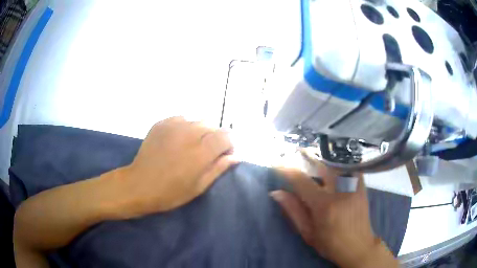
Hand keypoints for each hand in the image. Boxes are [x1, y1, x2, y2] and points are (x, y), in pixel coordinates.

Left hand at [119, 116, 235, 215]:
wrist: (140, 185)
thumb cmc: (171, 192)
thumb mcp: (199, 186)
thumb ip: (219, 168)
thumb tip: (236, 156)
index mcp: (201, 152)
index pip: (226, 136)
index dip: (229, 144)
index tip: (224, 155)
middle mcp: (190, 133)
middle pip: (213, 126)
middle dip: (214, 138)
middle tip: (205, 153)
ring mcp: (174, 125)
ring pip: (197, 121)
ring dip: (199, 132)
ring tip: (189, 146)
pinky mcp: (161, 123)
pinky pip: (181, 119)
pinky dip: (184, 127)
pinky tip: (176, 140)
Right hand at [271, 157, 397, 267]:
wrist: (358, 246)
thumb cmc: (330, 243)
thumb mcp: (308, 232)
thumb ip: (293, 211)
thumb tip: (277, 192)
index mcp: (324, 205)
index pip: (302, 181)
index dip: (288, 171)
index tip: (277, 164)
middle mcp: (340, 191)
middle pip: (321, 167)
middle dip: (307, 157)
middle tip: (296, 152)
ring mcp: (353, 186)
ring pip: (335, 164)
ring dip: (322, 159)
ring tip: (313, 154)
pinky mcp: (361, 186)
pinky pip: (349, 167)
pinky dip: (339, 163)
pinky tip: (333, 162)